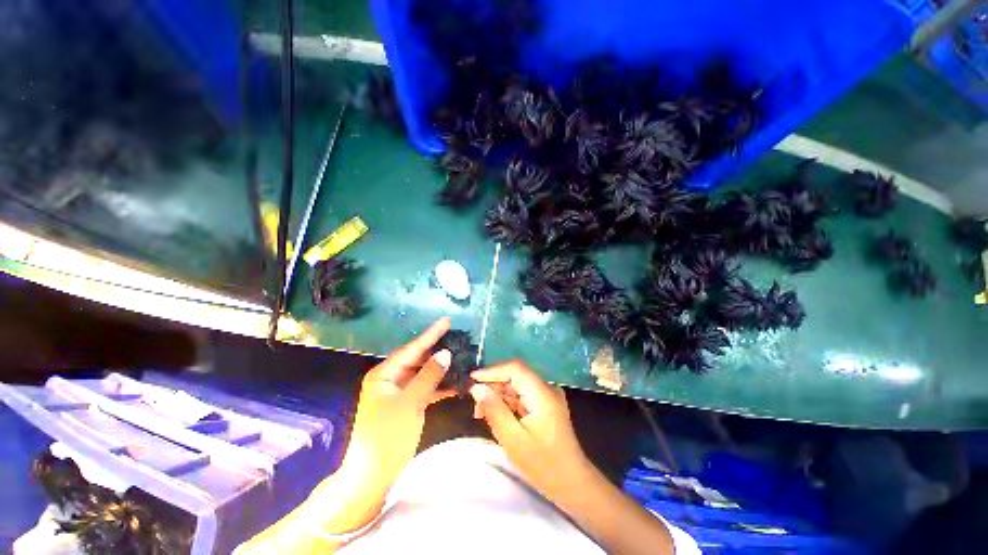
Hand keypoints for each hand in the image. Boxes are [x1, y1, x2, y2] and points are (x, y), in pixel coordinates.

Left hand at [341, 317, 454, 488]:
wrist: (373, 477)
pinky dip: (438, 385)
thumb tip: (446, 353)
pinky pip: (424, 388)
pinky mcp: (405, 405)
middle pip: (417, 359)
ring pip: (422, 374)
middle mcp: (390, 379)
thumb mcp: (410, 403)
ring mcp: (397, 393)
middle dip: (437, 350)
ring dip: (440, 368)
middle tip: (457, 338)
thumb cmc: (387, 436)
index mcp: (384, 374)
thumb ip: (429, 376)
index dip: (431, 334)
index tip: (447, 320)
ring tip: (460, 356)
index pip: (412, 349)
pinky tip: (455, 382)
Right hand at [469, 361, 591, 501]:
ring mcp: (546, 396)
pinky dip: (506, 402)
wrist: (572, 483)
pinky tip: (494, 413)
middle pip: (515, 376)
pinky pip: (521, 395)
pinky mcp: (544, 404)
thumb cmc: (544, 465)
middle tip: (474, 403)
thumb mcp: (513, 440)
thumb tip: (477, 389)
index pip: (515, 369)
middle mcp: (546, 388)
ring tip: (480, 412)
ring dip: (498, 394)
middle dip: (493, 385)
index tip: (471, 380)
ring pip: (516, 385)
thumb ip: (494, 410)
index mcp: (543, 393)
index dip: (492, 371)